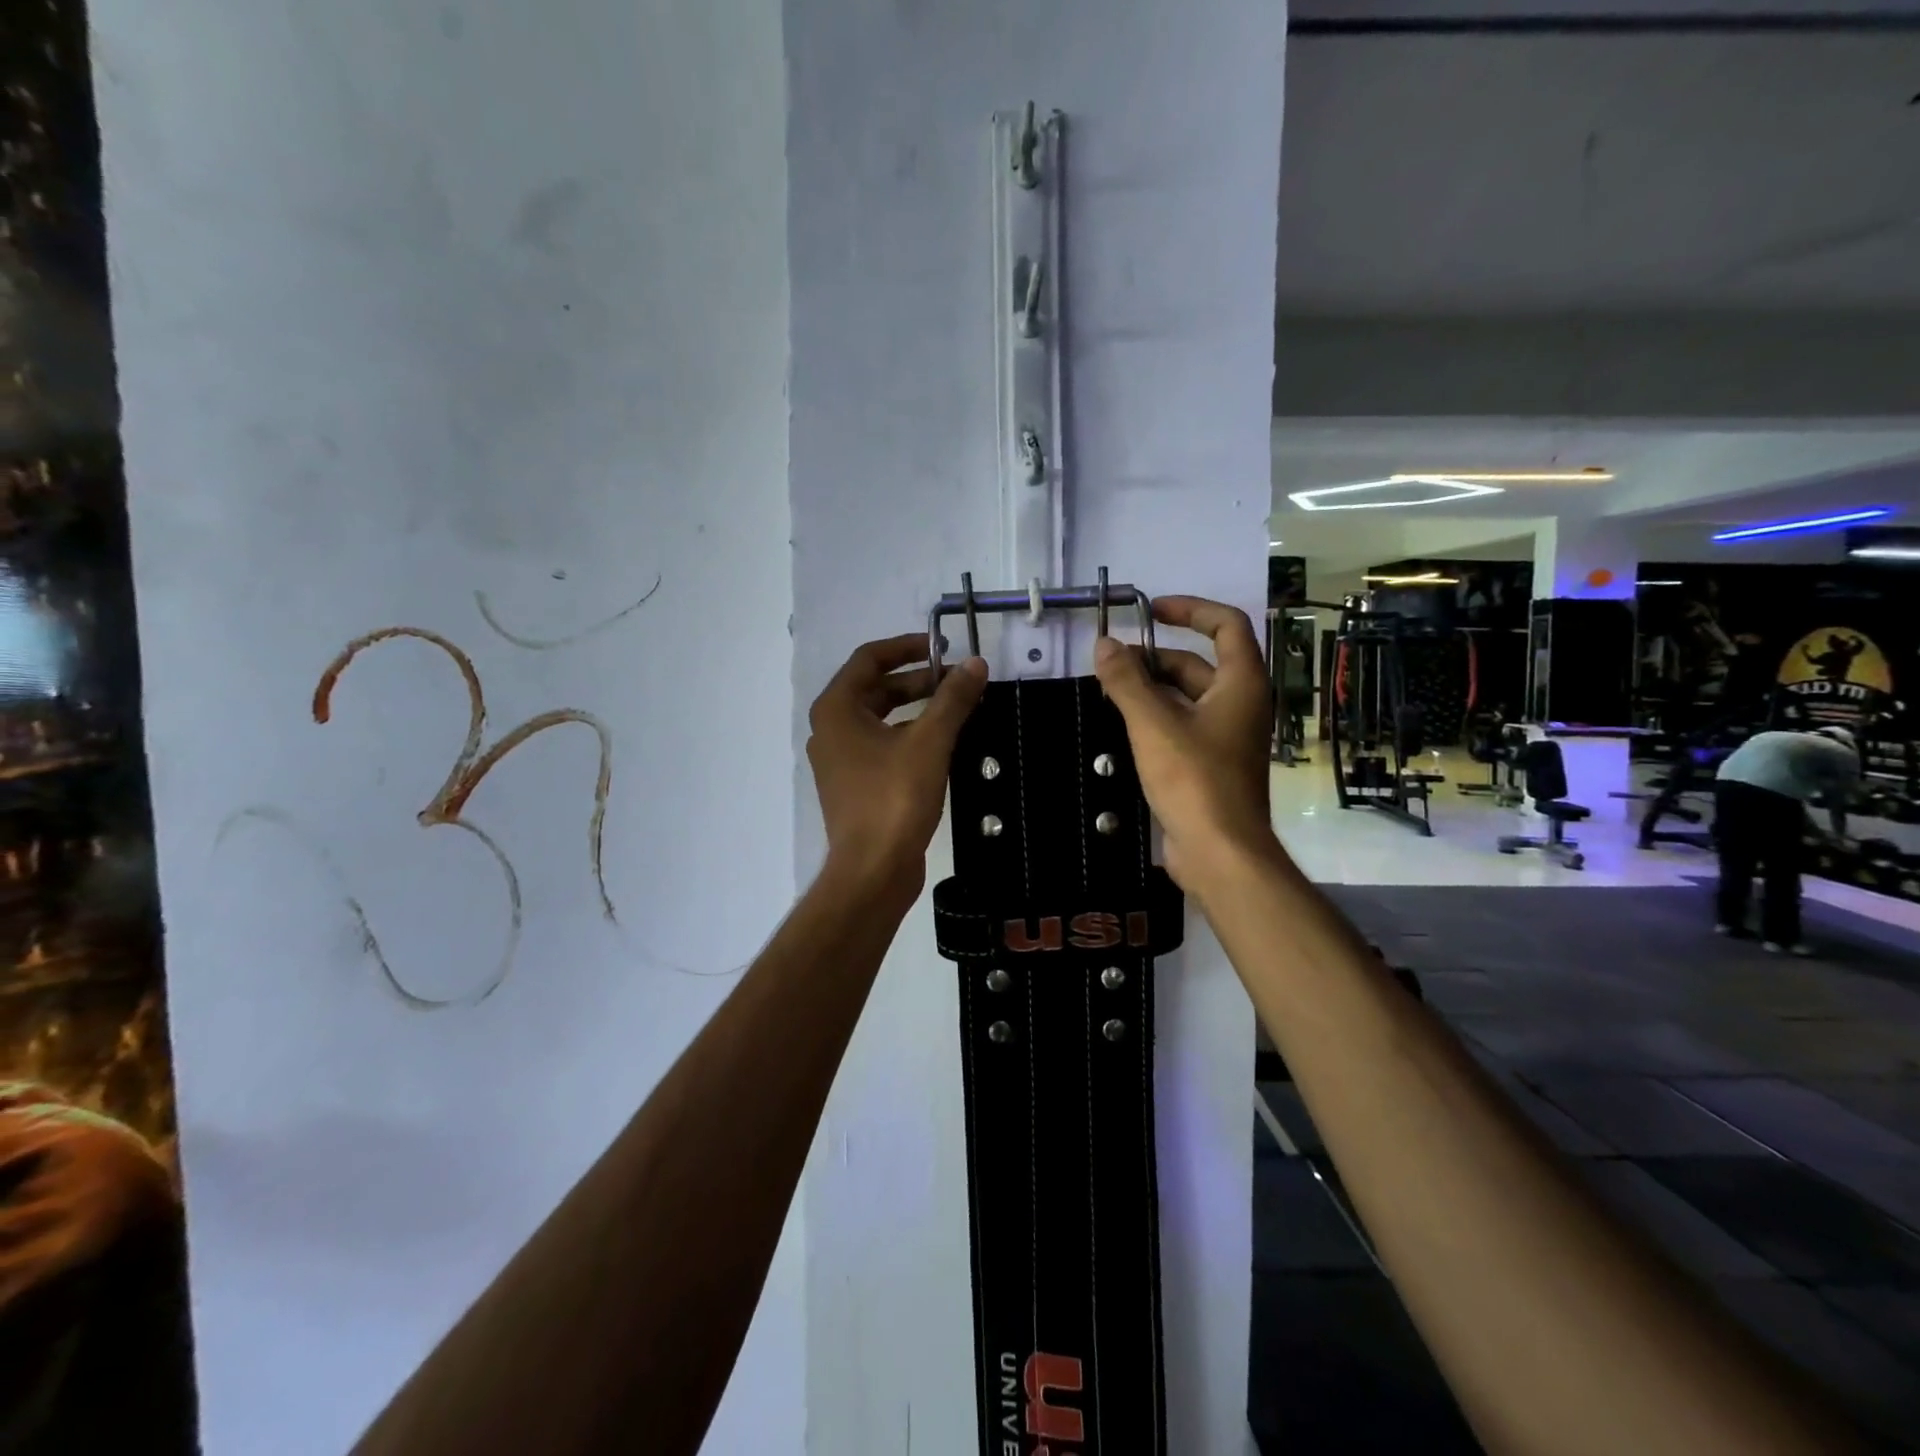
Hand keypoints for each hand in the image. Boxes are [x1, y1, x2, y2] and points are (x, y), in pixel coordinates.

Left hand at [807, 634, 988, 895]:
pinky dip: (910, 735)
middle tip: (958, 681)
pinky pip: (883, 745)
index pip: (869, 659)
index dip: (907, 647)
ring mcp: (840, 760)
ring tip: (957, 708)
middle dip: (918, 680)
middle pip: (875, 688)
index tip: (944, 649)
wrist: (872, 871)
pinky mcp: (855, 785)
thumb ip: (952, 699)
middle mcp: (831, 729)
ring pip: (881, 718)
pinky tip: (943, 743)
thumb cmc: (894, 799)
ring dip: (917, 708)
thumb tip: (976, 664)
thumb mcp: (929, 742)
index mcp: (837, 709)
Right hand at [1093, 596, 1277, 890]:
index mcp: (1241, 684)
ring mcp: (1226, 736)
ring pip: (1186, 696)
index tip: (1151, 610)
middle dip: (1154, 657)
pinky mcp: (1210, 764)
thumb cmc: (1194, 779)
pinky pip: (1182, 725)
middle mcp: (1240, 704)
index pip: (1225, 625)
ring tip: (1108, 689)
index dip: (1190, 609)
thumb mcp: (1153, 724)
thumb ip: (1126, 681)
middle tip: (1110, 663)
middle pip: (1198, 663)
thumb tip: (1104, 643)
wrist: (1220, 853)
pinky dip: (1155, 716)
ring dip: (1150, 688)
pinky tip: (1122, 723)